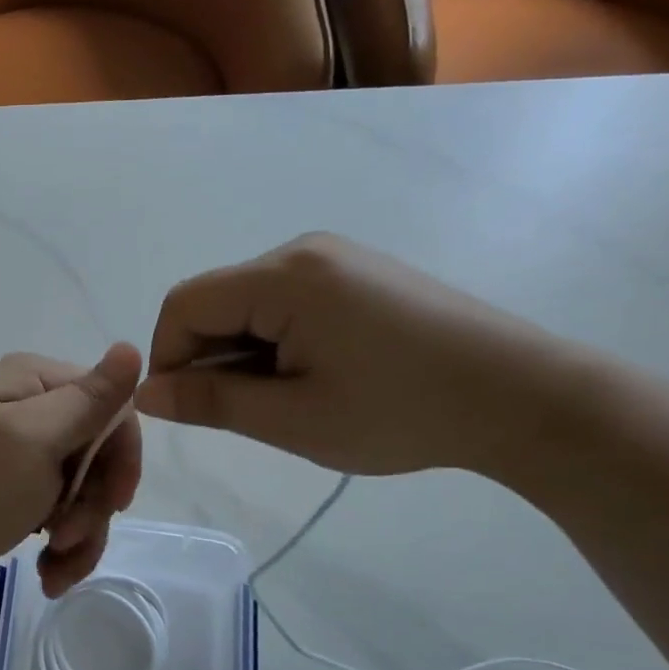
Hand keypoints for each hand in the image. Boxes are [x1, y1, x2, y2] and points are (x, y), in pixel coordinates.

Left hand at [0, 345, 143, 597]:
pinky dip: (64, 547)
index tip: (115, 500)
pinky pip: (63, 514)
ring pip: (87, 492)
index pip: (111, 407)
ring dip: (81, 535)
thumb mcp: (34, 439)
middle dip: (94, 505)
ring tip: (53, 569)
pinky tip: (49, 573)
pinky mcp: (19, 492)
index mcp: (35, 382)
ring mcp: (25, 453)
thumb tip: (132, 346)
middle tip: (68, 535)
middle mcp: (33, 409)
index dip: (121, 456)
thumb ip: (89, 399)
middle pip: (102, 455)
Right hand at [133, 234, 571, 476]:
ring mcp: (334, 257)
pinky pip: (285, 301)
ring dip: (245, 352)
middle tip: (249, 412)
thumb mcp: (294, 418)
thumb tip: (146, 393)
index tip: (189, 408)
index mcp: (283, 276)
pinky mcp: (356, 273)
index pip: (184, 304)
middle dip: (212, 357)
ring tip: (291, 399)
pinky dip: (276, 340)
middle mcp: (302, 251)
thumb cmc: (400, 411)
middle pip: (216, 300)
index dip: (168, 356)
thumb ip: (211, 401)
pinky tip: (316, 376)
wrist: (521, 396)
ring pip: (249, 304)